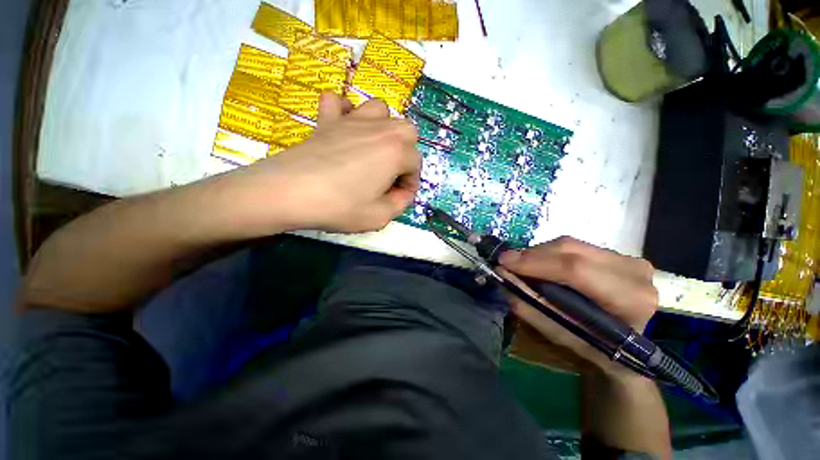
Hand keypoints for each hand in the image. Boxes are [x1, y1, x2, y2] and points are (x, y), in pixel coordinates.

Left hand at [214, 93, 420, 235]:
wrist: (289, 192)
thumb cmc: (340, 206)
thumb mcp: (380, 217)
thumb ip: (400, 204)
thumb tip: (402, 193)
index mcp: (395, 152)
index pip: (416, 164)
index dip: (411, 183)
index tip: (399, 197)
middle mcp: (379, 130)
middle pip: (407, 131)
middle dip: (406, 153)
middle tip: (392, 174)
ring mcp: (351, 121)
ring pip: (380, 109)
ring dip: (384, 128)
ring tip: (374, 149)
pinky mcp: (326, 121)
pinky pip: (338, 102)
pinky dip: (345, 112)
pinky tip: (344, 129)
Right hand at [499, 237, 657, 376]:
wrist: (633, 349)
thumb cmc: (598, 349)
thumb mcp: (561, 335)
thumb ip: (531, 305)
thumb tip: (503, 277)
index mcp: (629, 299)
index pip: (575, 269)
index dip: (535, 263)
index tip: (504, 262)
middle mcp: (634, 271)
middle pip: (570, 249)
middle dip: (531, 254)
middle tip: (507, 262)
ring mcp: (628, 259)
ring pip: (570, 244)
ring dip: (539, 253)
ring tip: (521, 265)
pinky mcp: (619, 254)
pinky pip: (575, 246)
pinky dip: (550, 253)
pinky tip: (540, 264)